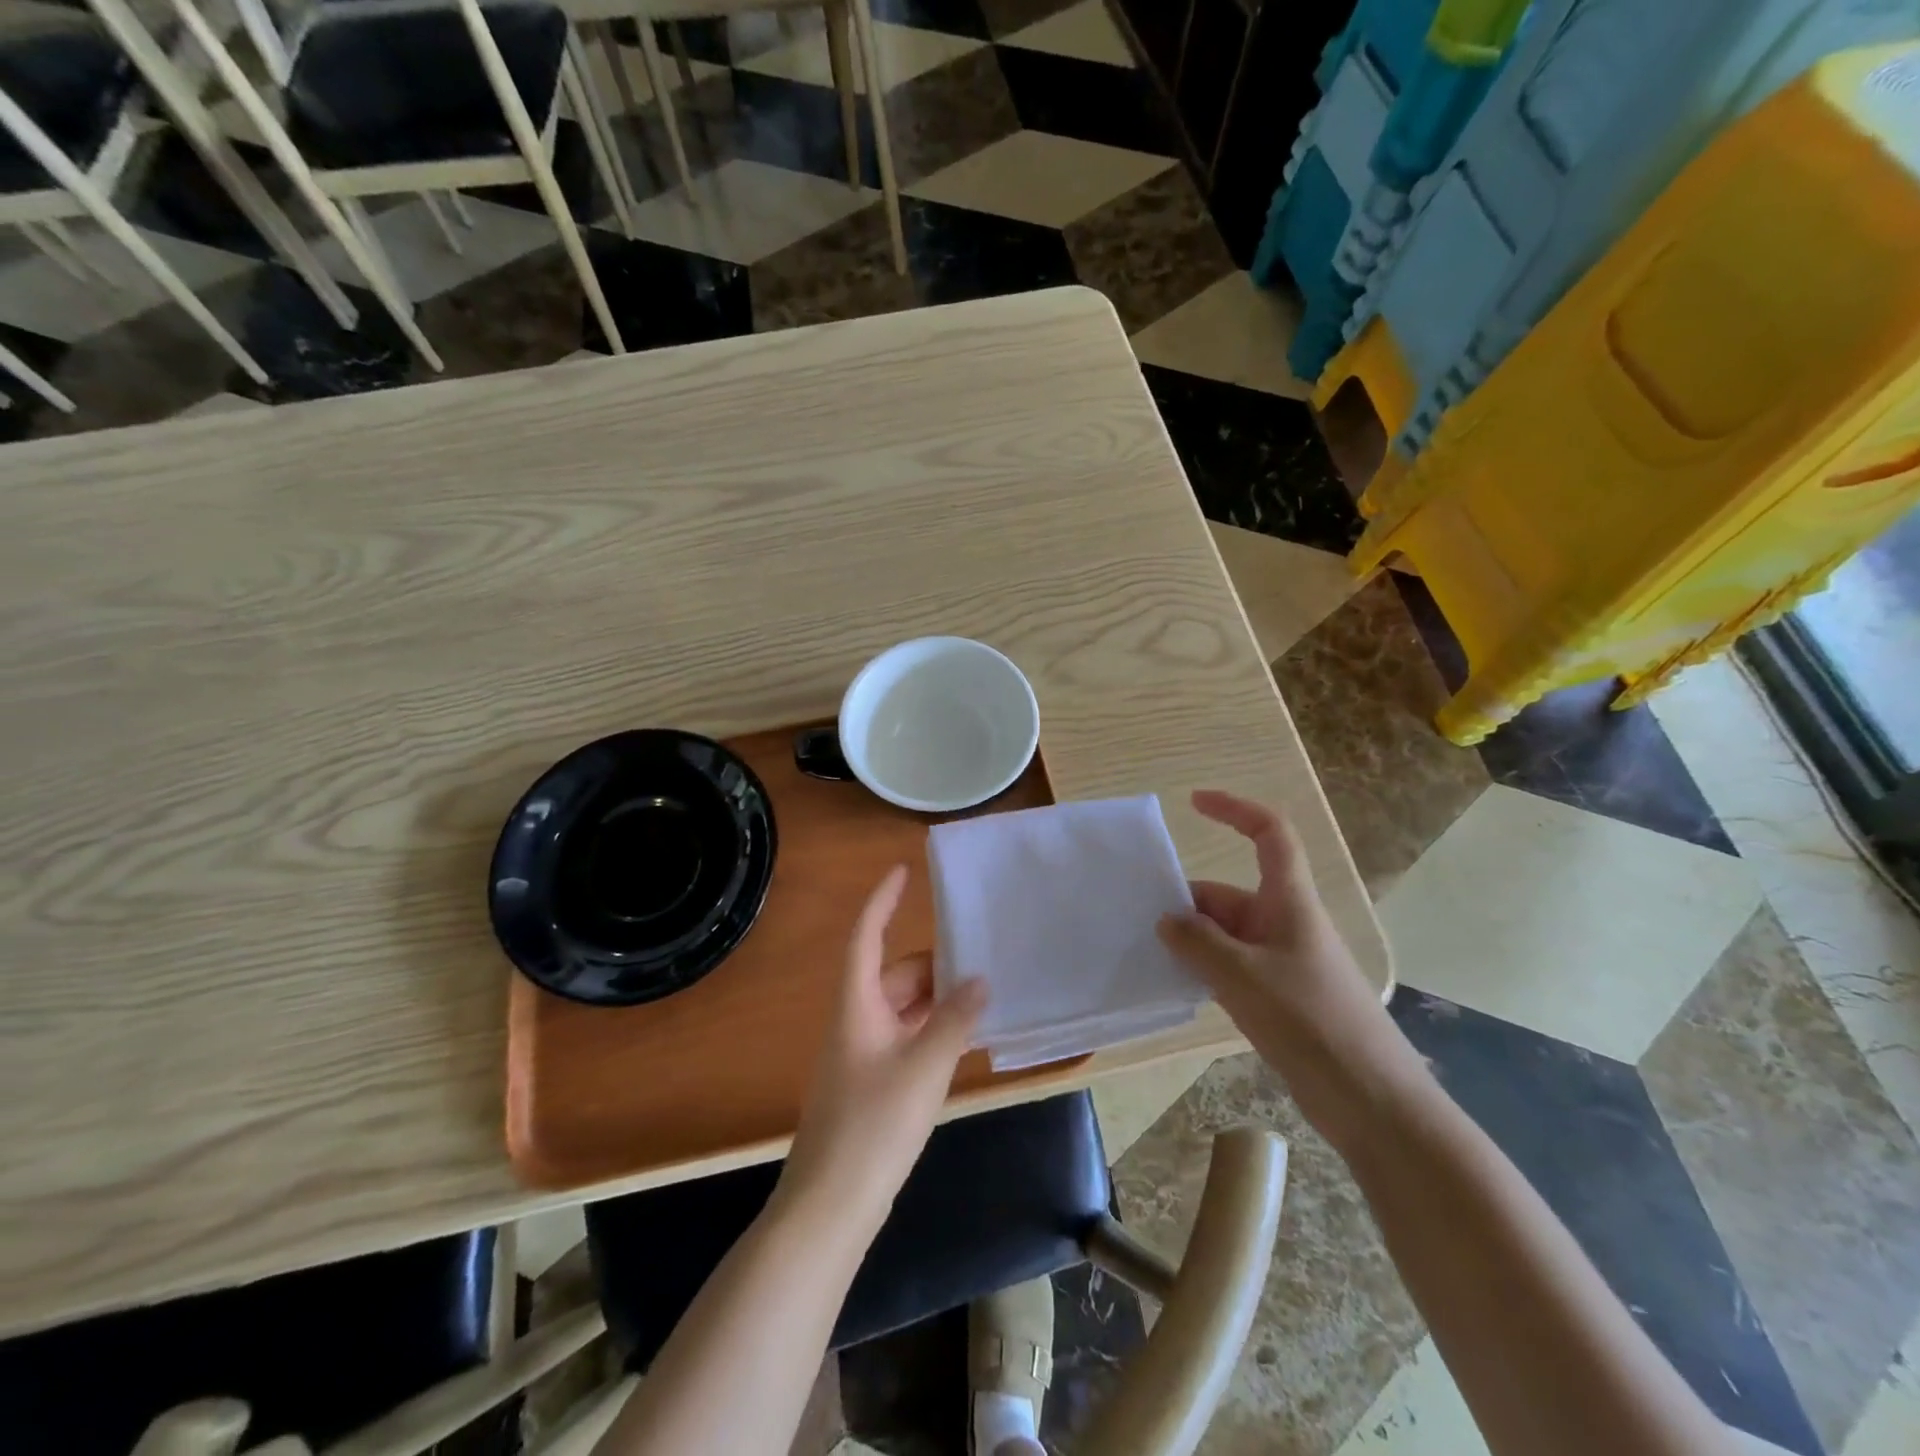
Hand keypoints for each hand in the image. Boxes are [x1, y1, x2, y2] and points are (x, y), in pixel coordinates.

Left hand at [777, 866, 987, 1230]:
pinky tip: (962, 1040)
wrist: (831, 1206)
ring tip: (981, 997)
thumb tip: (980, 980)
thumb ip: (954, 1021)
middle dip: (933, 965)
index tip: (904, 871)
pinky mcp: (871, 1084)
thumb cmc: (873, 1126)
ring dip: (936, 1001)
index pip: (866, 936)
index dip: (883, 901)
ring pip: (902, 1009)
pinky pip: (905, 1038)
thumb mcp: (923, 1067)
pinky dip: (931, 1031)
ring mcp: (861, 1055)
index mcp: (857, 1005)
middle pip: (893, 974)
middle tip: (980, 959)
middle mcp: (856, 1021)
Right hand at [1156, 790, 1418, 1141]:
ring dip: (1192, 941)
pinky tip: (1176, 987)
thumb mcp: (1244, 978)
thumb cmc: (1312, 1023)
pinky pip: (1231, 967)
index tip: (1193, 802)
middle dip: (1187, 903)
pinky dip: (1204, 969)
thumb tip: (1166, 920)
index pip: (1269, 834)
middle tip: (1139, 921)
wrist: (1372, 1102)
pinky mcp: (1278, 997)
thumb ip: (1198, 944)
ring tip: (1147, 954)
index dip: (1235, 809)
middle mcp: (1284, 923)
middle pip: (1229, 894)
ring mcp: (1281, 962)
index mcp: (1289, 902)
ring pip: (1226, 934)